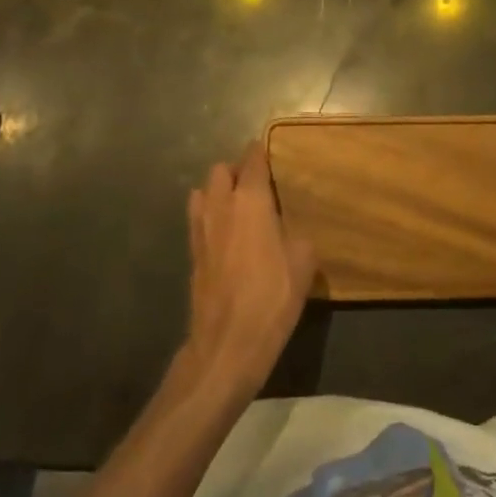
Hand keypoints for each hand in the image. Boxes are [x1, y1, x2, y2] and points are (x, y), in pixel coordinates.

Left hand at [182, 144, 315, 401]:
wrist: (227, 344)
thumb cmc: (272, 297)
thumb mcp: (304, 263)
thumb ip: (297, 233)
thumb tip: (290, 229)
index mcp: (251, 200)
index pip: (252, 160)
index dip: (261, 152)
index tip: (271, 152)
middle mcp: (221, 206)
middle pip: (220, 170)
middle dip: (236, 170)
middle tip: (256, 186)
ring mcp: (201, 229)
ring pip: (203, 192)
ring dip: (218, 192)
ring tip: (237, 208)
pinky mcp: (191, 254)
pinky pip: (197, 219)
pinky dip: (209, 216)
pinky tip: (225, 235)